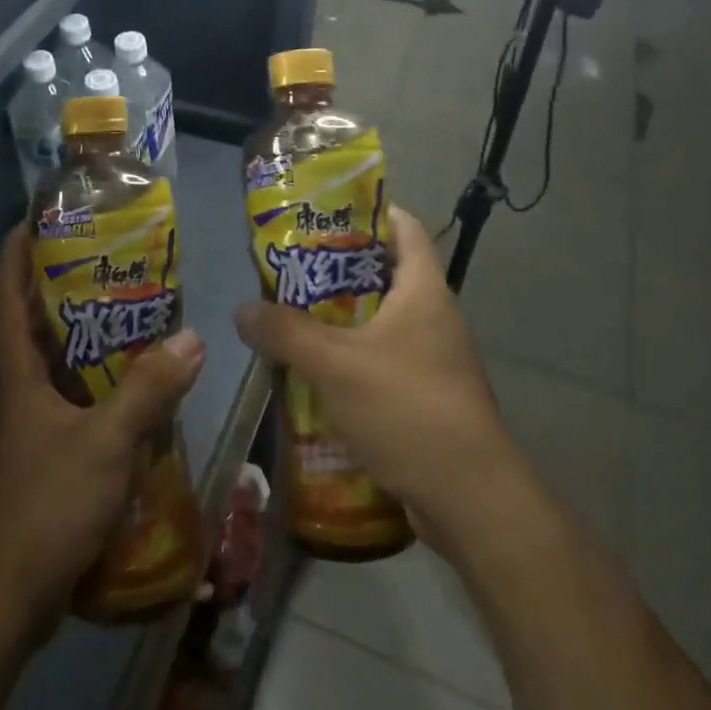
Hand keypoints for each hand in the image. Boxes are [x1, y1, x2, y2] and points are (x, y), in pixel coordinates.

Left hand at [0, 226, 204, 642]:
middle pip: (38, 319)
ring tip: (142, 309)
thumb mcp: (104, 444)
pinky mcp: (48, 453)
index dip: (19, 247)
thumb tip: (192, 337)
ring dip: (92, 333)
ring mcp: (31, 423)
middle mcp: (19, 388)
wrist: (3, 600)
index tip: (47, 213)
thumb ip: (149, 390)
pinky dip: (104, 381)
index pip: (7, 291)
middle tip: (119, 255)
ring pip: (60, 361)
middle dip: (69, 282)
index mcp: (17, 371)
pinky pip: (77, 399)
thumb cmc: (43, 507)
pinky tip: (144, 384)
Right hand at [232, 205, 515, 547]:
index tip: (325, 212)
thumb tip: (242, 310)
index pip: (405, 229)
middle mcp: (436, 317)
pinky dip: (354, 357)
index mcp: (425, 291)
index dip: (370, 212)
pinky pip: (385, 360)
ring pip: (383, 321)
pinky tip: (318, 372)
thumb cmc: (406, 409)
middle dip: (340, 269)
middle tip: (292, 268)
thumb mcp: (336, 365)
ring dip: (343, 317)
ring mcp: (435, 359)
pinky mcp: (429, 396)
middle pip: (388, 274)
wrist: (468, 497)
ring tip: (294, 316)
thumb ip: (286, 333)